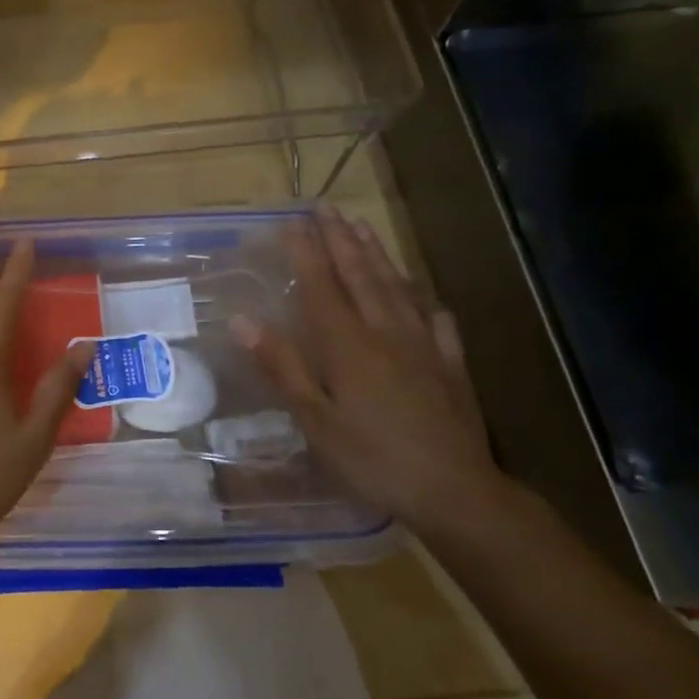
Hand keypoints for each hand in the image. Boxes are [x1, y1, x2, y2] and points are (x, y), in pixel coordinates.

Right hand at [233, 206, 504, 528]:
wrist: (455, 491)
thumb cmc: (372, 458)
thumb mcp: (315, 420)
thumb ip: (282, 367)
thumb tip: (243, 320)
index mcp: (347, 345)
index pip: (320, 286)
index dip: (305, 251)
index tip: (290, 221)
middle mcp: (385, 333)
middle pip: (360, 275)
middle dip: (340, 239)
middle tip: (326, 207)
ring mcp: (424, 346)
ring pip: (397, 288)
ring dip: (377, 255)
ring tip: (363, 227)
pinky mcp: (450, 367)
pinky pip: (437, 322)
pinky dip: (425, 302)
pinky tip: (425, 297)